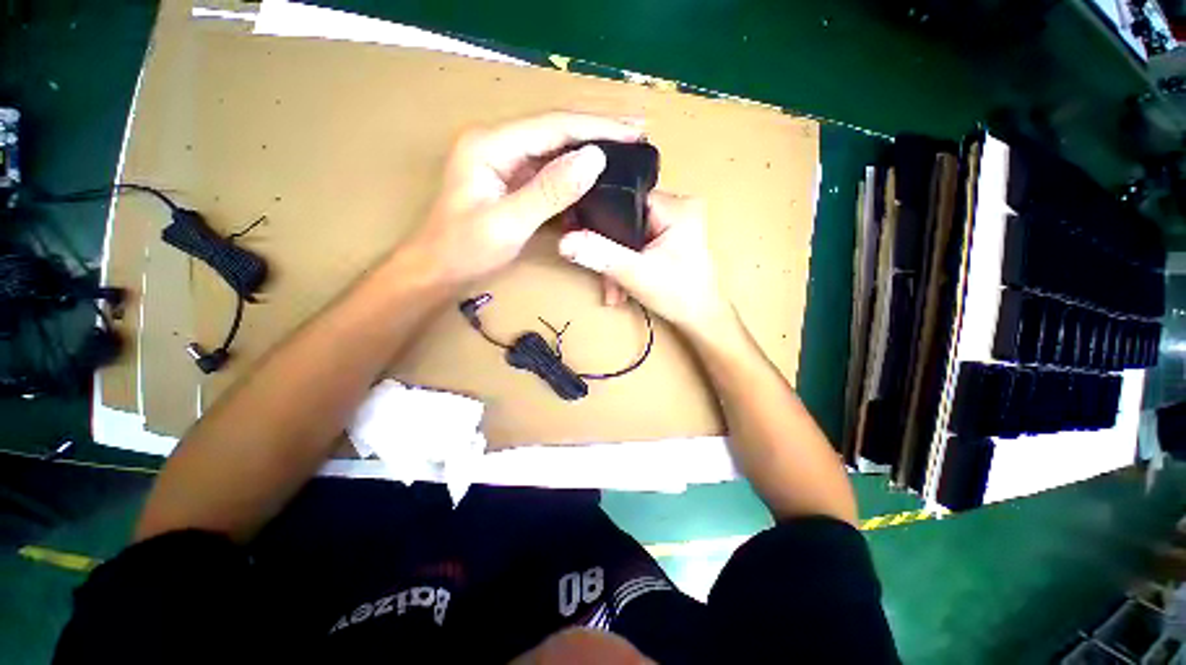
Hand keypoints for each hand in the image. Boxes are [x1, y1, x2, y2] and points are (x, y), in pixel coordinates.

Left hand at [404, 112, 642, 284]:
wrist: (438, 270)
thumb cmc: (465, 251)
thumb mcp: (508, 223)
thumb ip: (549, 191)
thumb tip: (594, 159)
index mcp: (491, 145)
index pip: (553, 126)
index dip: (596, 128)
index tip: (634, 131)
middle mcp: (498, 144)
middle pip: (555, 130)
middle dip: (598, 129)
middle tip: (638, 129)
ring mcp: (504, 163)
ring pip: (555, 149)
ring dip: (589, 148)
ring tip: (625, 147)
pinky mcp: (511, 182)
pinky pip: (549, 172)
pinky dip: (574, 173)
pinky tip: (595, 174)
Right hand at [558, 191, 731, 330]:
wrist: (700, 318)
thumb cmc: (679, 296)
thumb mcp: (635, 274)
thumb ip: (601, 255)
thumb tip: (565, 242)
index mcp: (676, 206)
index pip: (624, 198)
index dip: (599, 219)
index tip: (581, 239)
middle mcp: (678, 205)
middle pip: (625, 218)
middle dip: (609, 250)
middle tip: (601, 275)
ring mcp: (675, 220)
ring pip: (629, 232)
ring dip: (617, 261)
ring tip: (613, 289)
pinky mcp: (670, 234)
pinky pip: (638, 240)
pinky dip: (627, 261)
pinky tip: (622, 284)